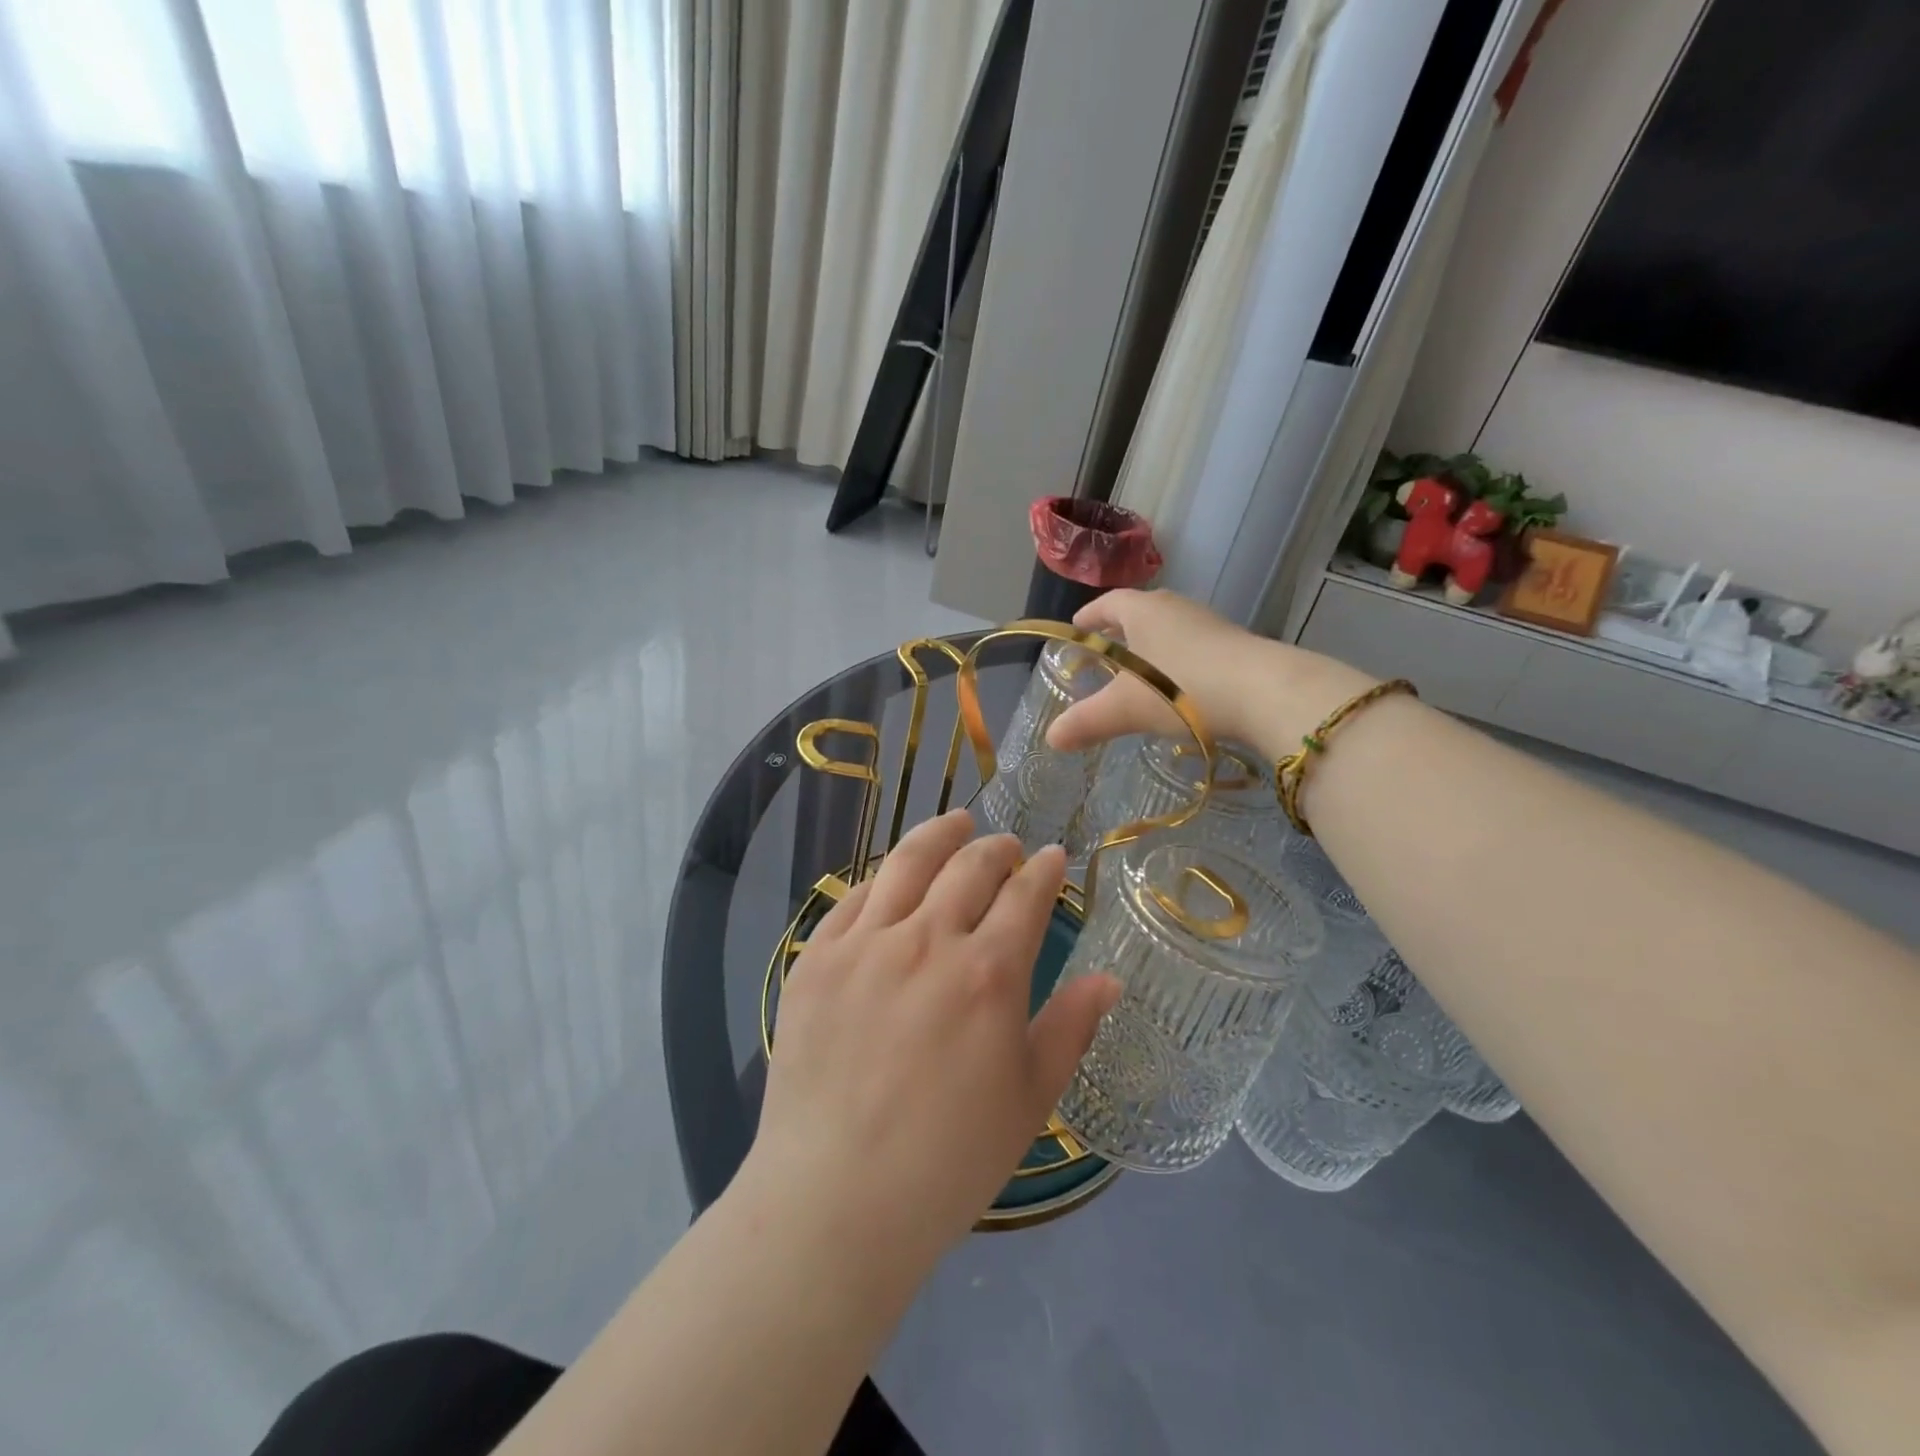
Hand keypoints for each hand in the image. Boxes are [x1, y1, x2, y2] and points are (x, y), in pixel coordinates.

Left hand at [745, 810, 1119, 1277]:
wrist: (836, 1198)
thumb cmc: (949, 1159)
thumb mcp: (1030, 1099)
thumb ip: (1071, 1027)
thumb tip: (1108, 978)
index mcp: (988, 972)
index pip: (1025, 895)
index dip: (1044, 870)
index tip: (1053, 857)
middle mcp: (928, 939)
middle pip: (969, 866)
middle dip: (997, 848)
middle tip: (1007, 847)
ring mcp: (866, 942)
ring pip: (909, 863)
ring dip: (940, 835)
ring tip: (955, 823)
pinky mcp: (817, 956)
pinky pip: (854, 896)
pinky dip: (884, 876)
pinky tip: (894, 876)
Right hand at [1047, 589, 1374, 759]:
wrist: (1266, 692)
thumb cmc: (1183, 688)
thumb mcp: (1125, 709)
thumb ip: (1086, 722)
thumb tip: (1051, 738)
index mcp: (1143, 610)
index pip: (1108, 603)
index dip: (1089, 616)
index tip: (1076, 628)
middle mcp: (1176, 607)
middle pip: (1140, 611)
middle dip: (1120, 629)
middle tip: (1104, 651)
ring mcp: (1210, 623)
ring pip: (1170, 629)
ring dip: (1152, 646)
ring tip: (1139, 672)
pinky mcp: (1236, 644)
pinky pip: (1195, 646)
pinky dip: (1179, 661)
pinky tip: (1179, 688)